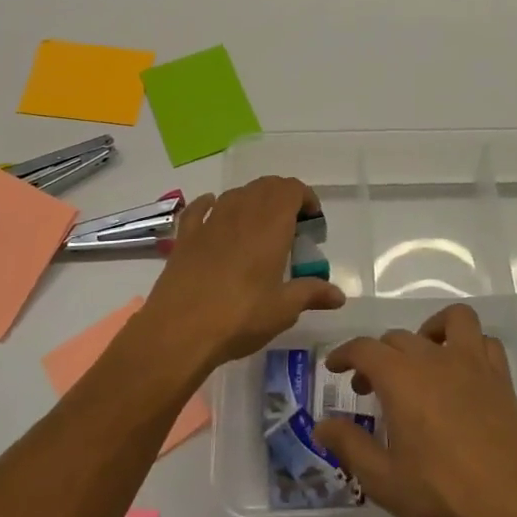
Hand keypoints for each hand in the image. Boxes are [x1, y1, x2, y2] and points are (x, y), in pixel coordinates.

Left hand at [132, 176, 345, 380]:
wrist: (178, 330)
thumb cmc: (239, 317)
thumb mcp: (283, 310)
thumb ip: (311, 294)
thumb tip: (339, 295)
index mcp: (270, 226)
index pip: (291, 189)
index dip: (305, 197)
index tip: (312, 221)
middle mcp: (241, 214)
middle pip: (265, 186)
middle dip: (282, 197)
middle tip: (291, 225)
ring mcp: (210, 222)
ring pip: (235, 193)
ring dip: (252, 200)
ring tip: (259, 225)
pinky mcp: (185, 237)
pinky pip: (199, 209)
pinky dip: (210, 204)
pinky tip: (214, 212)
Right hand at [316, 305, 516, 516]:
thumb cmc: (444, 496)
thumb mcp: (384, 481)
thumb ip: (350, 446)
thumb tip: (323, 424)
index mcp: (401, 379)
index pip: (365, 348)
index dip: (345, 354)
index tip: (335, 368)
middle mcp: (435, 359)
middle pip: (399, 338)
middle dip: (378, 356)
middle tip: (369, 389)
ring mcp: (472, 364)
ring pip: (450, 321)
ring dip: (428, 332)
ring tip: (420, 360)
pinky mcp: (500, 379)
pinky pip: (483, 342)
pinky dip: (468, 345)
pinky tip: (460, 372)